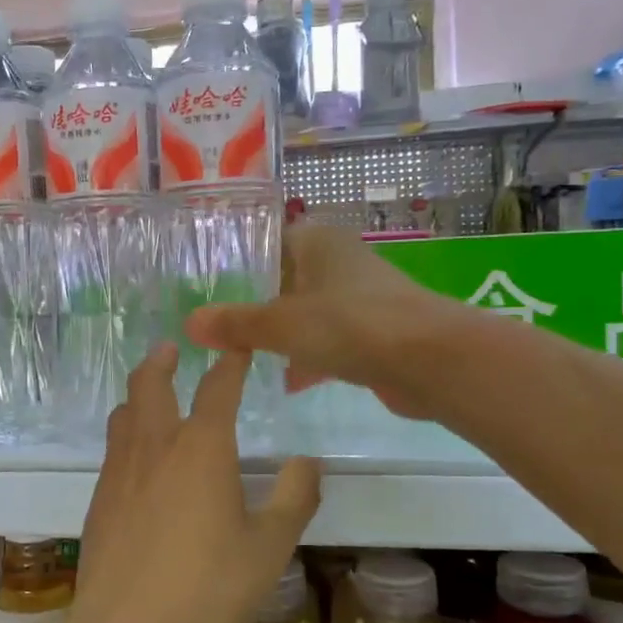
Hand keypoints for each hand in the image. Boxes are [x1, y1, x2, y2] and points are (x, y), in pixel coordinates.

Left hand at [71, 346, 319, 622]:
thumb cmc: (207, 590)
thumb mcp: (268, 549)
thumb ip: (293, 499)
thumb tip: (308, 461)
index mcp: (201, 448)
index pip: (217, 389)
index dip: (230, 363)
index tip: (237, 346)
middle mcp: (155, 446)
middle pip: (150, 384)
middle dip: (162, 361)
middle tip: (171, 348)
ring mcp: (119, 471)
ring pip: (124, 413)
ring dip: (139, 393)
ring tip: (150, 392)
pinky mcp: (99, 499)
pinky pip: (113, 448)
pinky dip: (127, 431)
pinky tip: (137, 457)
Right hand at [184, 222, 466, 420]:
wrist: (433, 361)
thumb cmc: (351, 324)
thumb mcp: (282, 324)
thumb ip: (236, 324)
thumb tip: (190, 324)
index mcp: (318, 242)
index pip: (268, 240)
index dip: (239, 261)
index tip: (208, 285)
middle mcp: (339, 263)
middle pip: (285, 279)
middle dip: (256, 304)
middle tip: (217, 325)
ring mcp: (360, 299)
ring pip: (307, 312)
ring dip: (281, 334)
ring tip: (242, 355)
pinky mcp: (375, 333)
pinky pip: (330, 340)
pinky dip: (310, 357)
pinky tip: (289, 381)